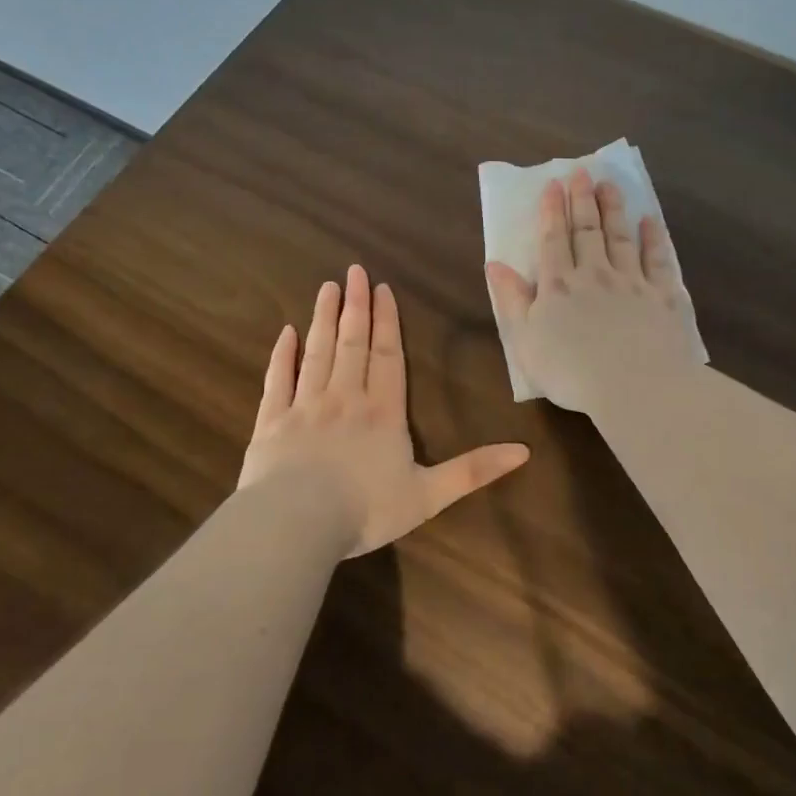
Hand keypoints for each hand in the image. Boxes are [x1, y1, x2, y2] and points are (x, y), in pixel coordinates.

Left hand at [239, 266, 529, 555]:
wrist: (296, 523)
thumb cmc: (366, 509)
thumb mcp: (430, 495)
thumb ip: (474, 471)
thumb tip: (524, 451)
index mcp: (383, 412)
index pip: (388, 357)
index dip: (388, 322)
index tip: (383, 289)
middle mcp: (345, 398)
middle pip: (352, 344)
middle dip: (356, 306)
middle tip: (354, 272)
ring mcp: (305, 406)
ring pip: (318, 352)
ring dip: (324, 319)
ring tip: (327, 288)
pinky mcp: (272, 422)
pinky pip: (278, 380)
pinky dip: (283, 355)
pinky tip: (286, 333)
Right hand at [486, 170, 700, 413]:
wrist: (634, 385)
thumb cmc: (571, 371)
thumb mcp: (525, 340)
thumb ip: (510, 300)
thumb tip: (495, 264)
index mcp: (559, 286)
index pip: (554, 240)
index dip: (552, 211)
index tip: (554, 184)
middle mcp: (595, 274)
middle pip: (588, 231)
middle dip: (583, 200)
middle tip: (582, 172)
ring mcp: (632, 282)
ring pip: (621, 237)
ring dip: (614, 209)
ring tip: (610, 185)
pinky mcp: (663, 296)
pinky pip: (658, 260)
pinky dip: (653, 239)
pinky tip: (650, 222)